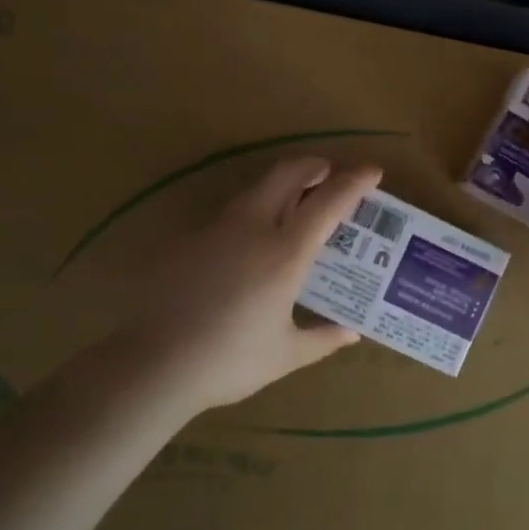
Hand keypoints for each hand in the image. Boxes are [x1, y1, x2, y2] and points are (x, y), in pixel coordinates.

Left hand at [117, 155, 383, 413]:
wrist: (155, 364)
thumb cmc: (229, 361)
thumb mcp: (285, 355)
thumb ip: (322, 339)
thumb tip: (351, 333)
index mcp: (285, 254)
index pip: (328, 203)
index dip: (354, 182)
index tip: (373, 170)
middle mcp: (253, 229)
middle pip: (287, 174)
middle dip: (314, 166)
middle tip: (331, 174)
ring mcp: (218, 230)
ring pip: (257, 188)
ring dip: (284, 184)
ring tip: (298, 202)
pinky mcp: (191, 240)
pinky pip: (233, 212)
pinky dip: (256, 209)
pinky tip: (254, 239)